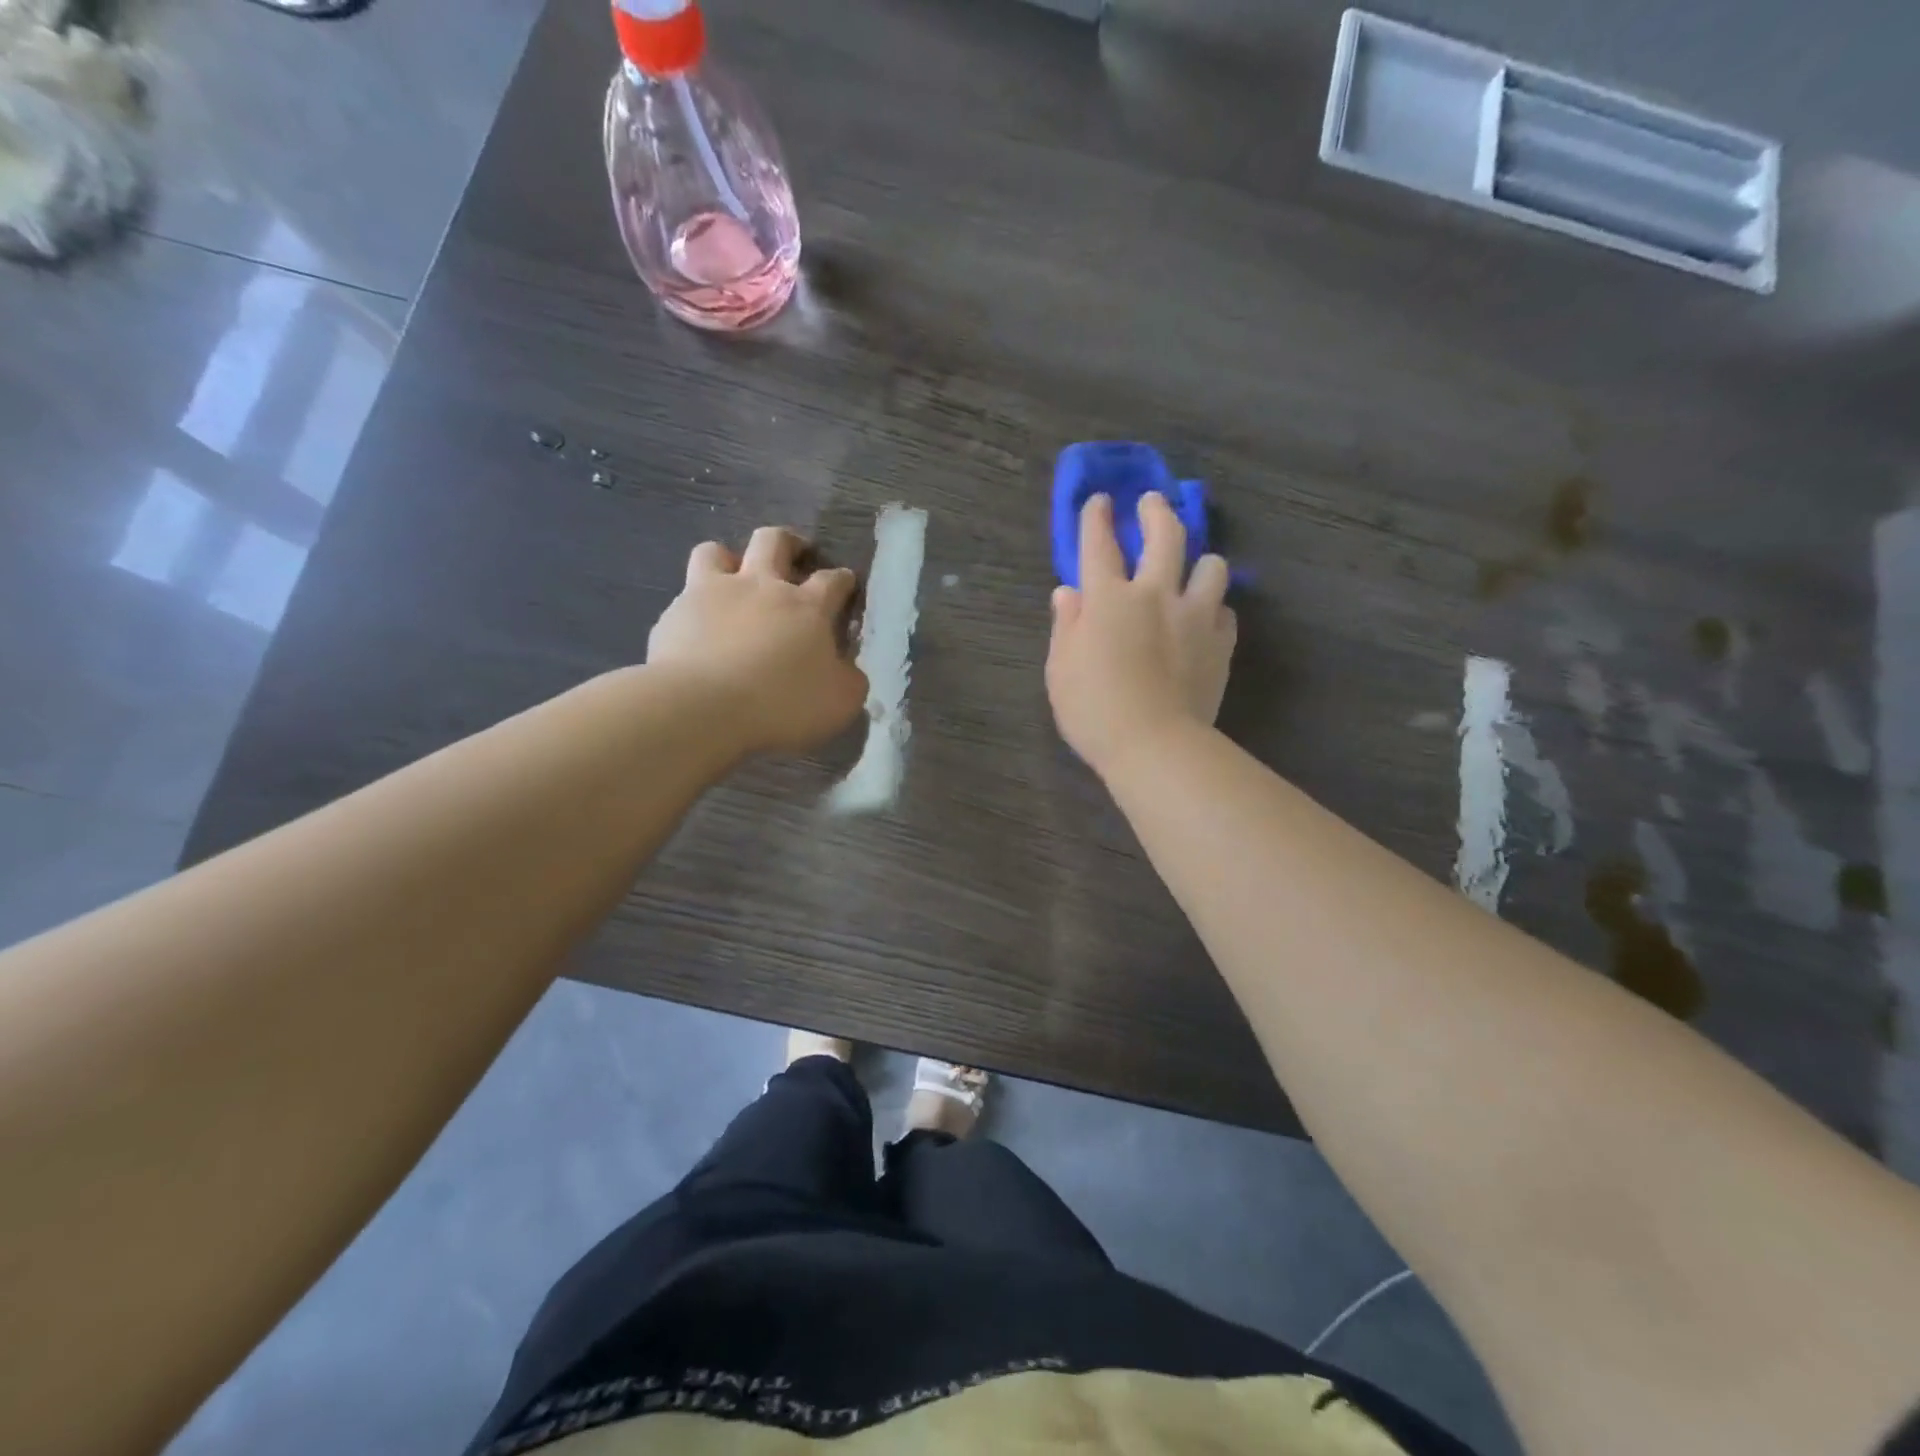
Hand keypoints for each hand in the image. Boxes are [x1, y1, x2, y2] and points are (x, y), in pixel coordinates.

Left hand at [648, 527, 867, 755]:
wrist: (703, 707)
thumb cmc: (782, 703)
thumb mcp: (840, 702)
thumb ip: (849, 679)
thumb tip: (848, 668)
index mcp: (807, 607)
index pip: (833, 580)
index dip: (843, 579)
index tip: (846, 583)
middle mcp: (761, 586)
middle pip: (774, 541)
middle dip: (789, 542)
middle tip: (795, 553)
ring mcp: (713, 593)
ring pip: (716, 552)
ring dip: (728, 559)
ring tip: (732, 577)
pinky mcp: (675, 613)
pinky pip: (684, 596)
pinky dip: (694, 606)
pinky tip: (697, 629)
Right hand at [1046, 493, 1236, 777]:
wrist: (1155, 745)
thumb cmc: (1094, 710)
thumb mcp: (1061, 669)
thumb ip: (1066, 626)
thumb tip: (1068, 593)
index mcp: (1108, 599)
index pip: (1100, 544)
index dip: (1098, 517)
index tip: (1100, 500)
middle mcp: (1155, 594)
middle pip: (1165, 535)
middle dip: (1157, 511)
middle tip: (1154, 502)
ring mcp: (1195, 617)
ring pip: (1212, 566)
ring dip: (1201, 561)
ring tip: (1194, 568)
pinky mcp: (1221, 643)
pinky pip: (1225, 612)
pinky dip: (1213, 609)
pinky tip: (1205, 620)